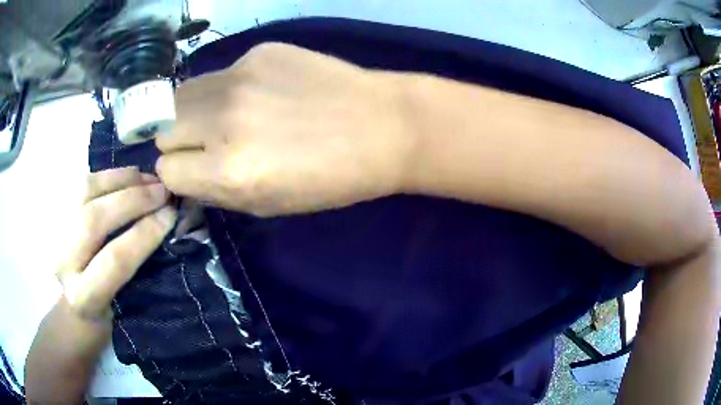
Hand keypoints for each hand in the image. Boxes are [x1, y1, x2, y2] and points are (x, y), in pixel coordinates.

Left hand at [56, 167, 176, 320]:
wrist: (73, 302)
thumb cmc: (106, 311)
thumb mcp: (124, 304)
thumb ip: (138, 269)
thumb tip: (164, 224)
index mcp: (84, 296)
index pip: (114, 260)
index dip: (144, 234)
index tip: (171, 215)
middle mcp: (63, 262)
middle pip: (94, 219)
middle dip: (133, 200)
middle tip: (163, 190)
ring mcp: (55, 232)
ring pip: (85, 191)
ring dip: (121, 180)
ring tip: (148, 178)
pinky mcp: (55, 210)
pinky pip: (83, 182)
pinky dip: (109, 175)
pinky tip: (130, 175)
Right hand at [156, 43, 413, 215]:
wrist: (383, 126)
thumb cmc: (331, 179)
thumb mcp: (268, 204)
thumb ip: (216, 189)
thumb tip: (185, 172)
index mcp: (228, 170)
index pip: (166, 170)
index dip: (179, 174)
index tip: (195, 170)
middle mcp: (223, 120)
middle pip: (163, 127)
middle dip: (178, 140)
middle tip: (205, 142)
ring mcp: (240, 78)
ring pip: (182, 95)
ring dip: (193, 111)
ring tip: (225, 116)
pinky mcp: (260, 52)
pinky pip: (221, 74)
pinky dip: (229, 88)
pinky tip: (264, 93)